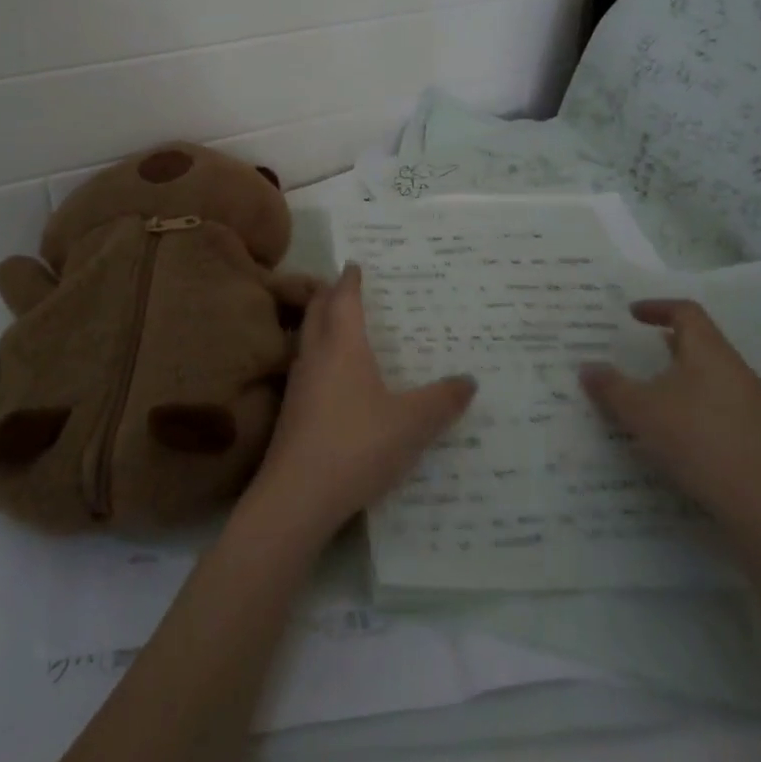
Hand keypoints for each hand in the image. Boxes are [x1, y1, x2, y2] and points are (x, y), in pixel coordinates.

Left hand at [243, 264, 475, 546]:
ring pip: (306, 338)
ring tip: (339, 325)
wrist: (296, 497)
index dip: (349, 280)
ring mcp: (298, 384)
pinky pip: (305, 366)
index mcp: (342, 346)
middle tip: (344, 286)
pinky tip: (332, 378)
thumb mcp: (411, 424)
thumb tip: (469, 379)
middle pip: (317, 311)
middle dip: (329, 294)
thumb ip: (442, 401)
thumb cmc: (356, 445)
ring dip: (319, 324)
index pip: (343, 298)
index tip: (354, 264)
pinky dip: (317, 355)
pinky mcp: (290, 412)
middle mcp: (315, 356)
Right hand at [579, 300, 760, 535]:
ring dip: (680, 375)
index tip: (631, 315)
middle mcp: (734, 368)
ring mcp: (751, 402)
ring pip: (711, 374)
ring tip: (651, 391)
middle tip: (637, 351)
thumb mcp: (640, 410)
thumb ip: (611, 386)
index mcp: (709, 351)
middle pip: (701, 341)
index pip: (686, 312)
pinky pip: (719, 403)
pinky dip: (694, 403)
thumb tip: (587, 368)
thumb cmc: (696, 439)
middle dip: (667, 343)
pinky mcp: (757, 433)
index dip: (657, 307)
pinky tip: (676, 429)